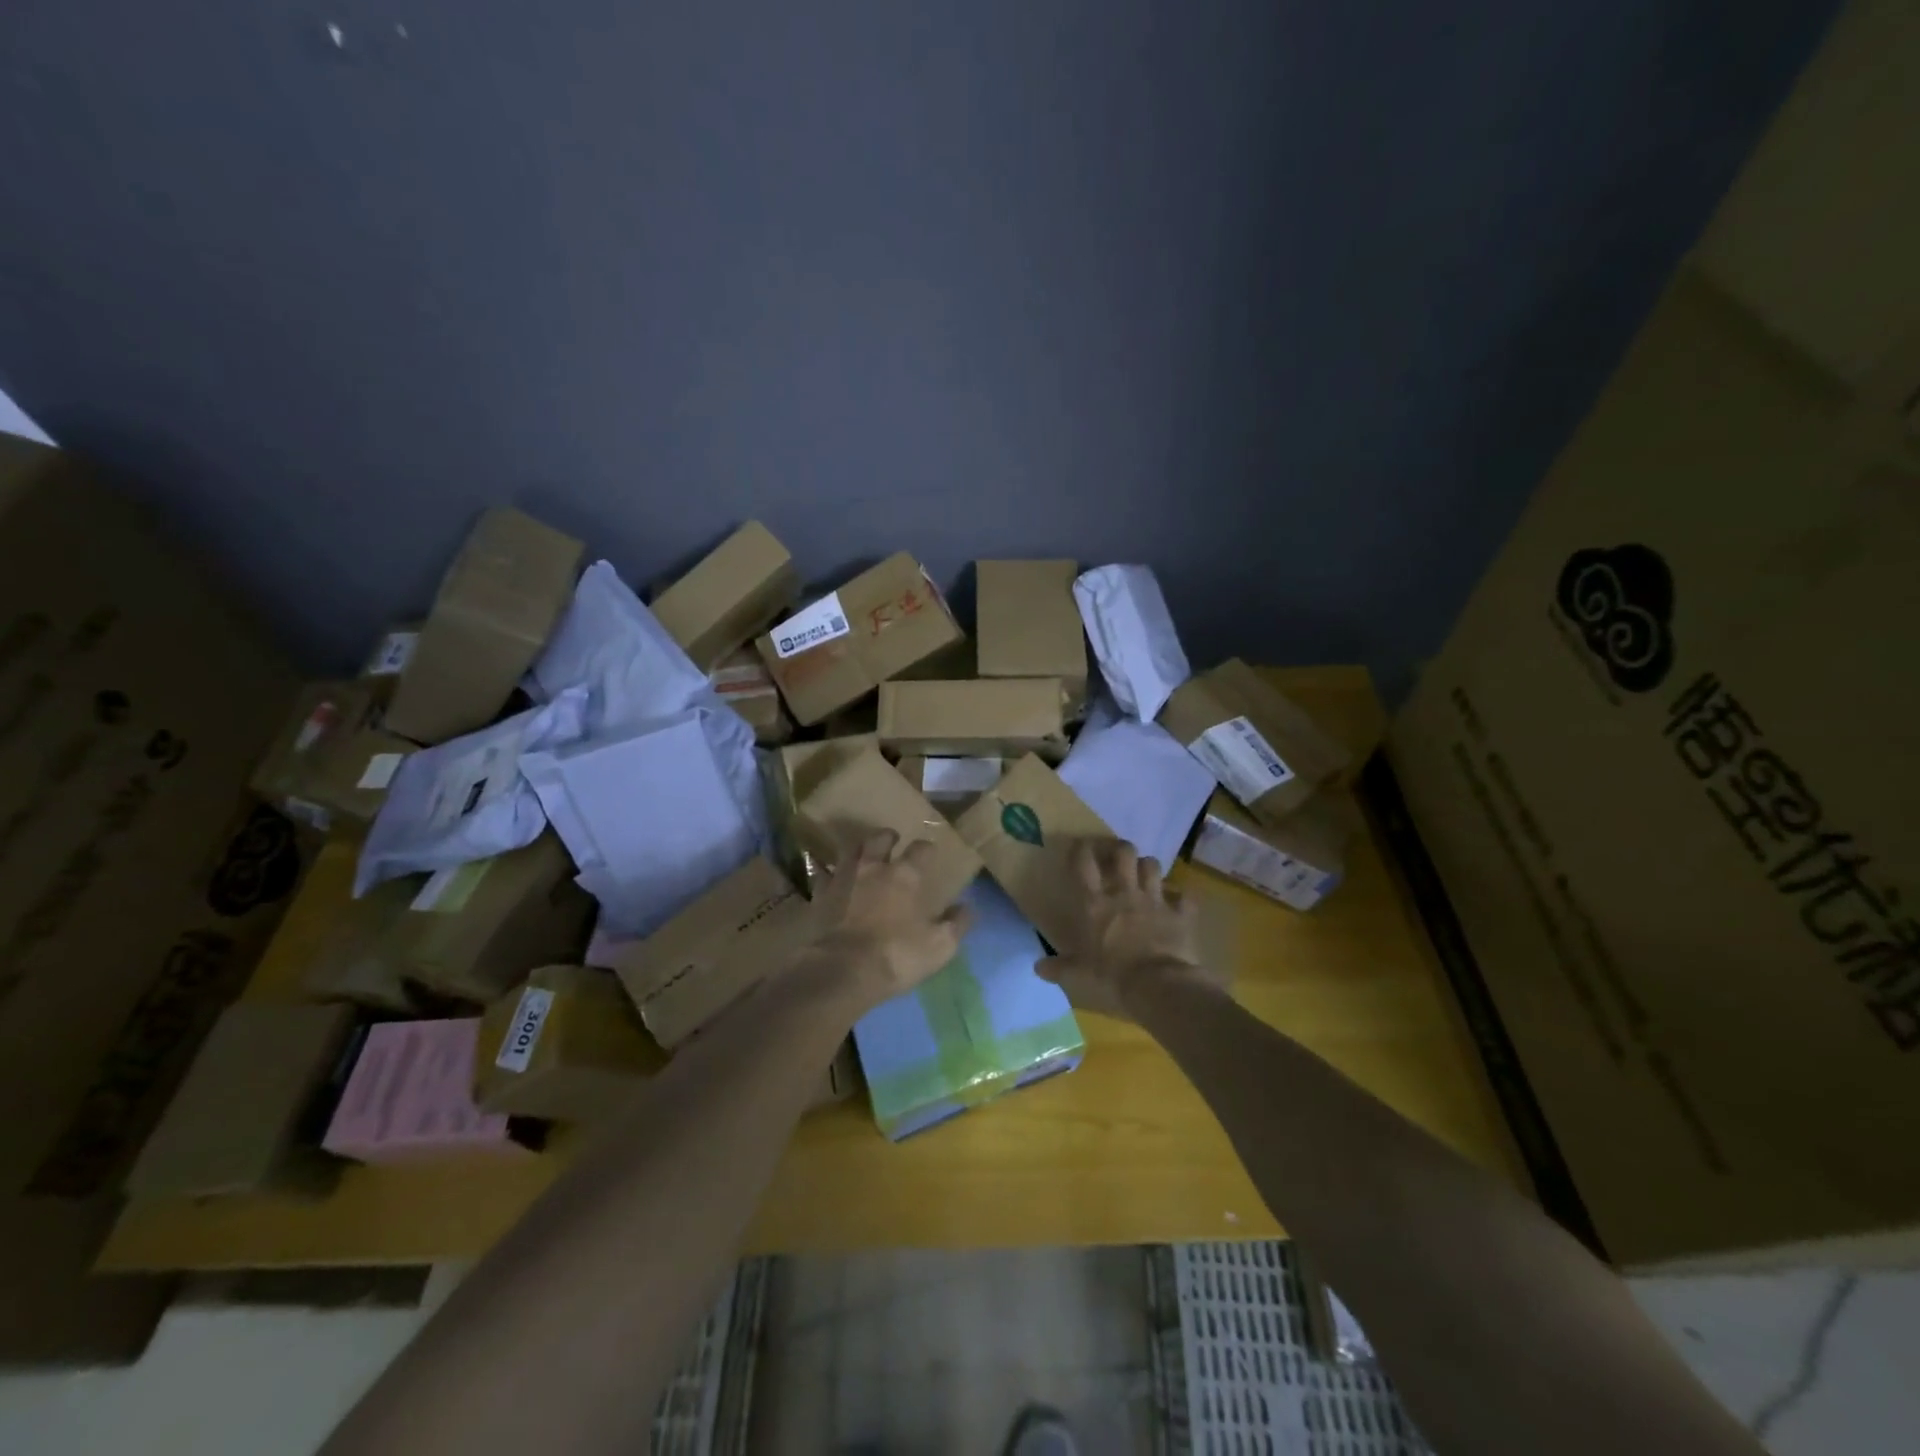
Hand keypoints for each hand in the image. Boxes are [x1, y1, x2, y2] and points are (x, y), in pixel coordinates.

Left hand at [800, 830, 972, 1016]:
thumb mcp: (939, 945)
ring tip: (861, 855)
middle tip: (891, 840)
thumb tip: (967, 908)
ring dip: (857, 850)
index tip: (930, 851)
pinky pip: (822, 876)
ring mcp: (842, 879)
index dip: (926, 848)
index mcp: (904, 875)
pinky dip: (827, 875)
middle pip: (878, 839)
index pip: (920, 849)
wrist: (842, 970)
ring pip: (848, 851)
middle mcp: (872, 868)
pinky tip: (829, 879)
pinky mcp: (818, 897)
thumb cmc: (896, 955)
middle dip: (886, 837)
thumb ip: (956, 924)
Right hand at [1036, 839, 1217, 1021]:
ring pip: (1153, 866)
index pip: (1085, 864)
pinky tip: (1178, 903)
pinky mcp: (1180, 914)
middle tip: (1117, 856)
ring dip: (1148, 867)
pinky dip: (1181, 898)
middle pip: (1124, 853)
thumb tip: (1038, 968)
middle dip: (1121, 849)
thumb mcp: (1080, 975)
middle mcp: (1125, 893)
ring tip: (1145, 875)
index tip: (1080, 846)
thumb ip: (1060, 968)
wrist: (1159, 985)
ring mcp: (1155, 900)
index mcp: (1096, 904)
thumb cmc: (1113, 977)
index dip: (1082, 849)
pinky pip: (1184, 897)